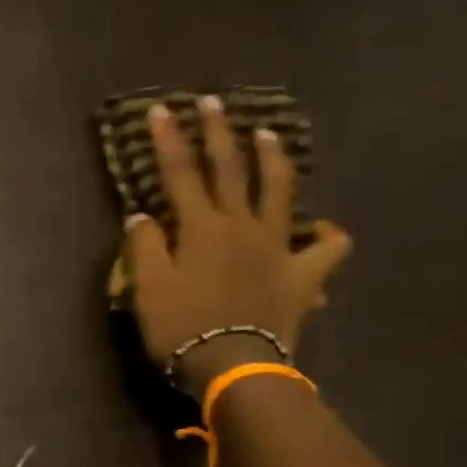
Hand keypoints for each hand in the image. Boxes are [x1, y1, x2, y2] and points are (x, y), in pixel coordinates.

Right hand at [125, 96, 351, 397]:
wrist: (234, 365)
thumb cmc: (182, 329)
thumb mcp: (149, 290)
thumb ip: (145, 249)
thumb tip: (140, 216)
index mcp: (202, 228)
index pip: (181, 174)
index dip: (169, 141)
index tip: (161, 110)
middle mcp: (243, 226)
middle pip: (230, 170)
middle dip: (218, 133)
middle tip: (212, 102)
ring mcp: (278, 247)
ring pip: (279, 191)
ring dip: (272, 159)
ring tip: (267, 135)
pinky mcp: (303, 274)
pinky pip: (327, 249)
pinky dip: (327, 235)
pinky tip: (322, 228)